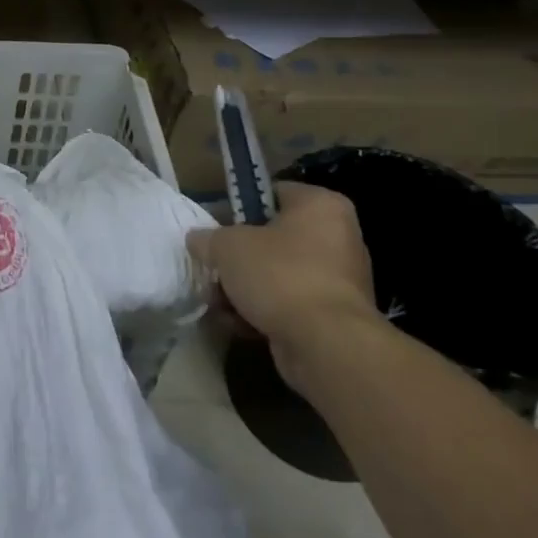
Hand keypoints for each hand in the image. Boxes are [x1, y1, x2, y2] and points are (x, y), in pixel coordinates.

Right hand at [187, 182, 378, 380]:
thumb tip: (199, 240)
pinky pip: (287, 304)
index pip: (272, 193)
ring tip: (216, 302)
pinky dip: (260, 311)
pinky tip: (234, 323)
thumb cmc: (278, 275)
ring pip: (276, 274)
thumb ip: (208, 237)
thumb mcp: (227, 245)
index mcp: (320, 206)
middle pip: (271, 239)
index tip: (213, 225)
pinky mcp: (332, 317)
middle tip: (212, 267)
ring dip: (242, 288)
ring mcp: (338, 280)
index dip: (237, 206)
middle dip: (237, 257)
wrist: (325, 344)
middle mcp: (337, 237)